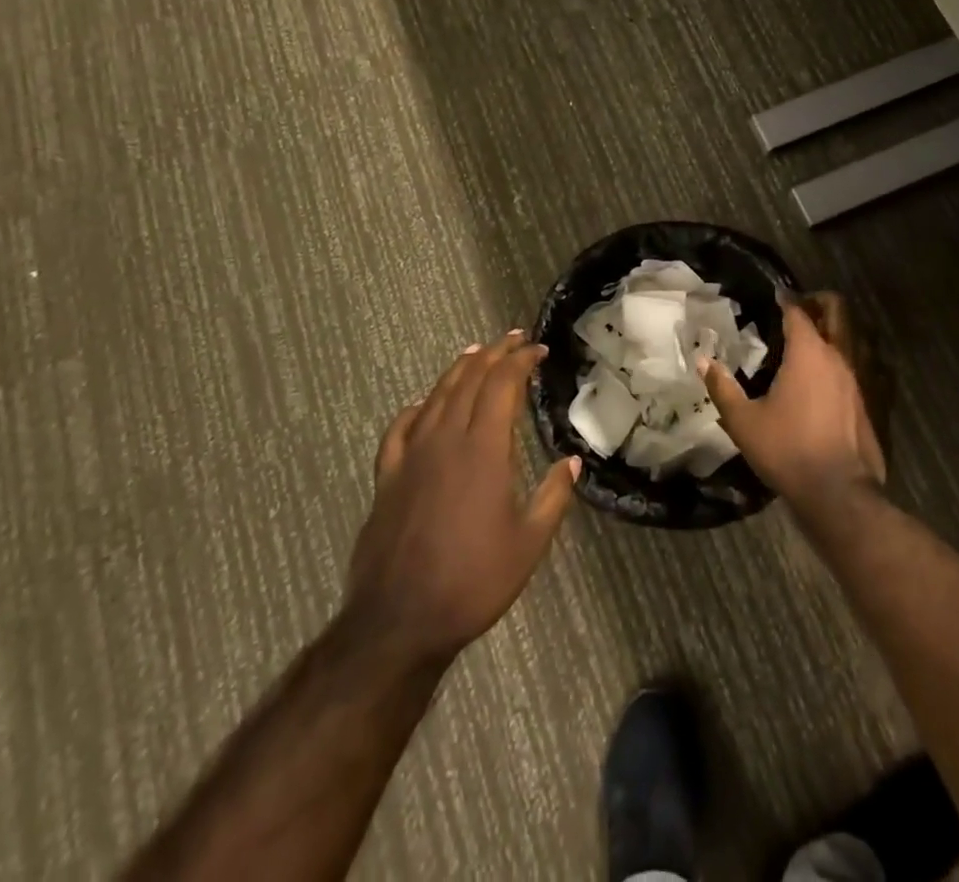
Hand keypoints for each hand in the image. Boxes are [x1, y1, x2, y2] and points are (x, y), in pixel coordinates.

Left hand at [344, 332, 580, 666]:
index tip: (538, 350)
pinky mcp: (387, 477)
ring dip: (458, 370)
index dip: (520, 361)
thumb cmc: (473, 581)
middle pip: (469, 380)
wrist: (399, 620)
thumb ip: (553, 496)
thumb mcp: (528, 544)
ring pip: (436, 396)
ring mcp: (412, 456)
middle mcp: (446, 440)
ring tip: (474, 353)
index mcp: (483, 450)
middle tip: (513, 339)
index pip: (502, 385)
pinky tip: (422, 404)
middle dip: (493, 354)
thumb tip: (571, 461)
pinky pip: (400, 429)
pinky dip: (416, 408)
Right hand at [701, 293, 885, 513]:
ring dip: (838, 329)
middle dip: (820, 301)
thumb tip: (703, 361)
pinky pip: (866, 366)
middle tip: (802, 307)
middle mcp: (839, 356)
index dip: (786, 299)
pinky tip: (836, 375)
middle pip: (838, 311)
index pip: (798, 312)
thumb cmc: (787, 449)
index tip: (776, 294)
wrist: (838, 492)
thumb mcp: (743, 421)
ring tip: (818, 338)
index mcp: (808, 353)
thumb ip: (722, 387)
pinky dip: (851, 359)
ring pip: (855, 337)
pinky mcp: (872, 402)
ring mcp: (861, 379)